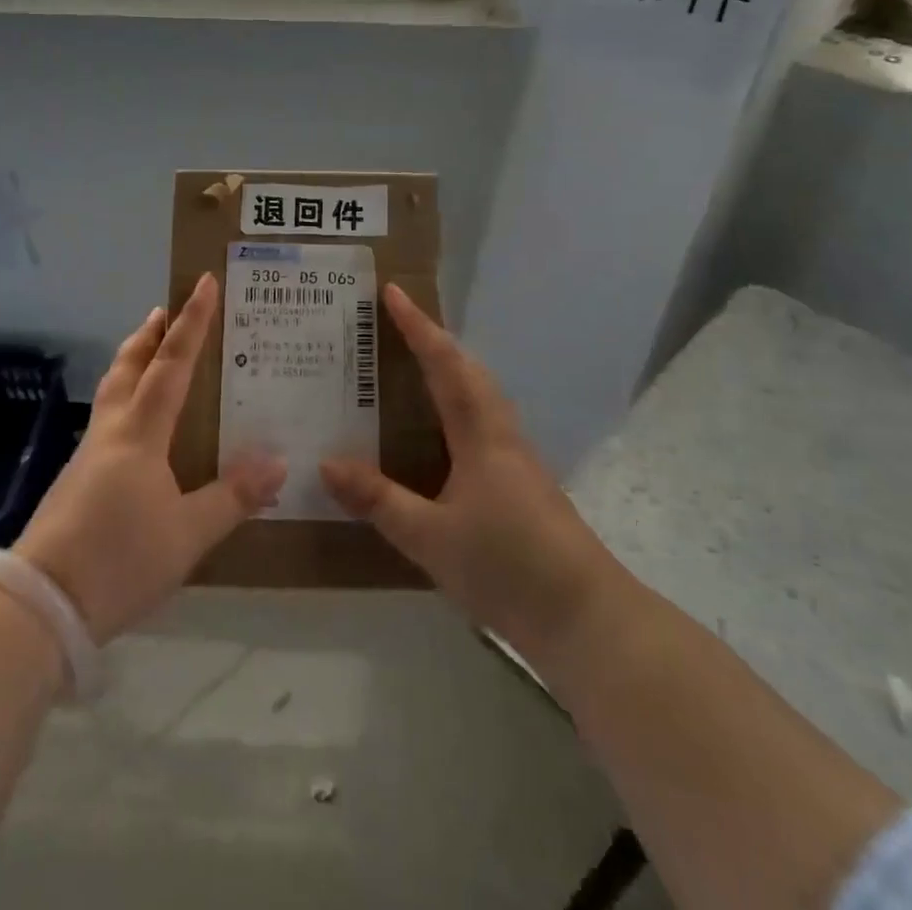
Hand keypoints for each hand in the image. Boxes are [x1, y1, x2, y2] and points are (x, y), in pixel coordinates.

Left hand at [15, 274, 285, 641]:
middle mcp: (111, 433)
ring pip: (112, 392)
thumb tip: (278, 461)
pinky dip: (125, 400)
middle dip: (149, 334)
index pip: (171, 364)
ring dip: (132, 363)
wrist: (40, 606)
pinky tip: (137, 428)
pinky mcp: (76, 482)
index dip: (191, 322)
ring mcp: (88, 456)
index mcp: (140, 434)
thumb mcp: (189, 534)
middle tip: (165, 309)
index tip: (204, 284)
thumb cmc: (119, 560)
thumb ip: (233, 496)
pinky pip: (107, 421)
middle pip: (129, 367)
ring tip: (149, 354)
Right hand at [320, 284, 616, 674]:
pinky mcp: (520, 483)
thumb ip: (378, 499)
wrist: (585, 618)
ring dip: (448, 369)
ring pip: (479, 395)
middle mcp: (500, 434)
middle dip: (433, 340)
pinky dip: (456, 405)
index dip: (418, 327)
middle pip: (467, 370)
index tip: (393, 292)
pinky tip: (438, 431)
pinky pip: (481, 423)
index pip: (445, 365)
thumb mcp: (430, 538)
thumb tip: (326, 462)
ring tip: (411, 364)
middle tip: (395, 323)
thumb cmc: (507, 567)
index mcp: (481, 433)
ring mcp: (515, 458)